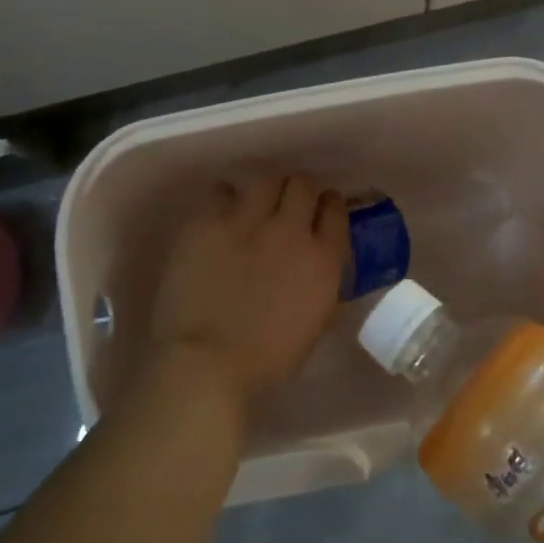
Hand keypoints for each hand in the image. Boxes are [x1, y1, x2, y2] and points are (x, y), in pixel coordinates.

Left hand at [146, 174, 348, 407]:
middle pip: (303, 184)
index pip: (336, 208)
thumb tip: (324, 264)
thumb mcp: (316, 322)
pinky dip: (225, 200)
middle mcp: (291, 229)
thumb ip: (326, 285)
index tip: (320, 211)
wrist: (207, 363)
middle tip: (288, 206)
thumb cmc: (268, 358)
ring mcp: (248, 221)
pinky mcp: (208, 221)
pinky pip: (222, 191)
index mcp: (323, 258)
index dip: (328, 205)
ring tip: (255, 205)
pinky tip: (221, 215)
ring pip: (267, 179)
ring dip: (266, 190)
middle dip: (299, 191)